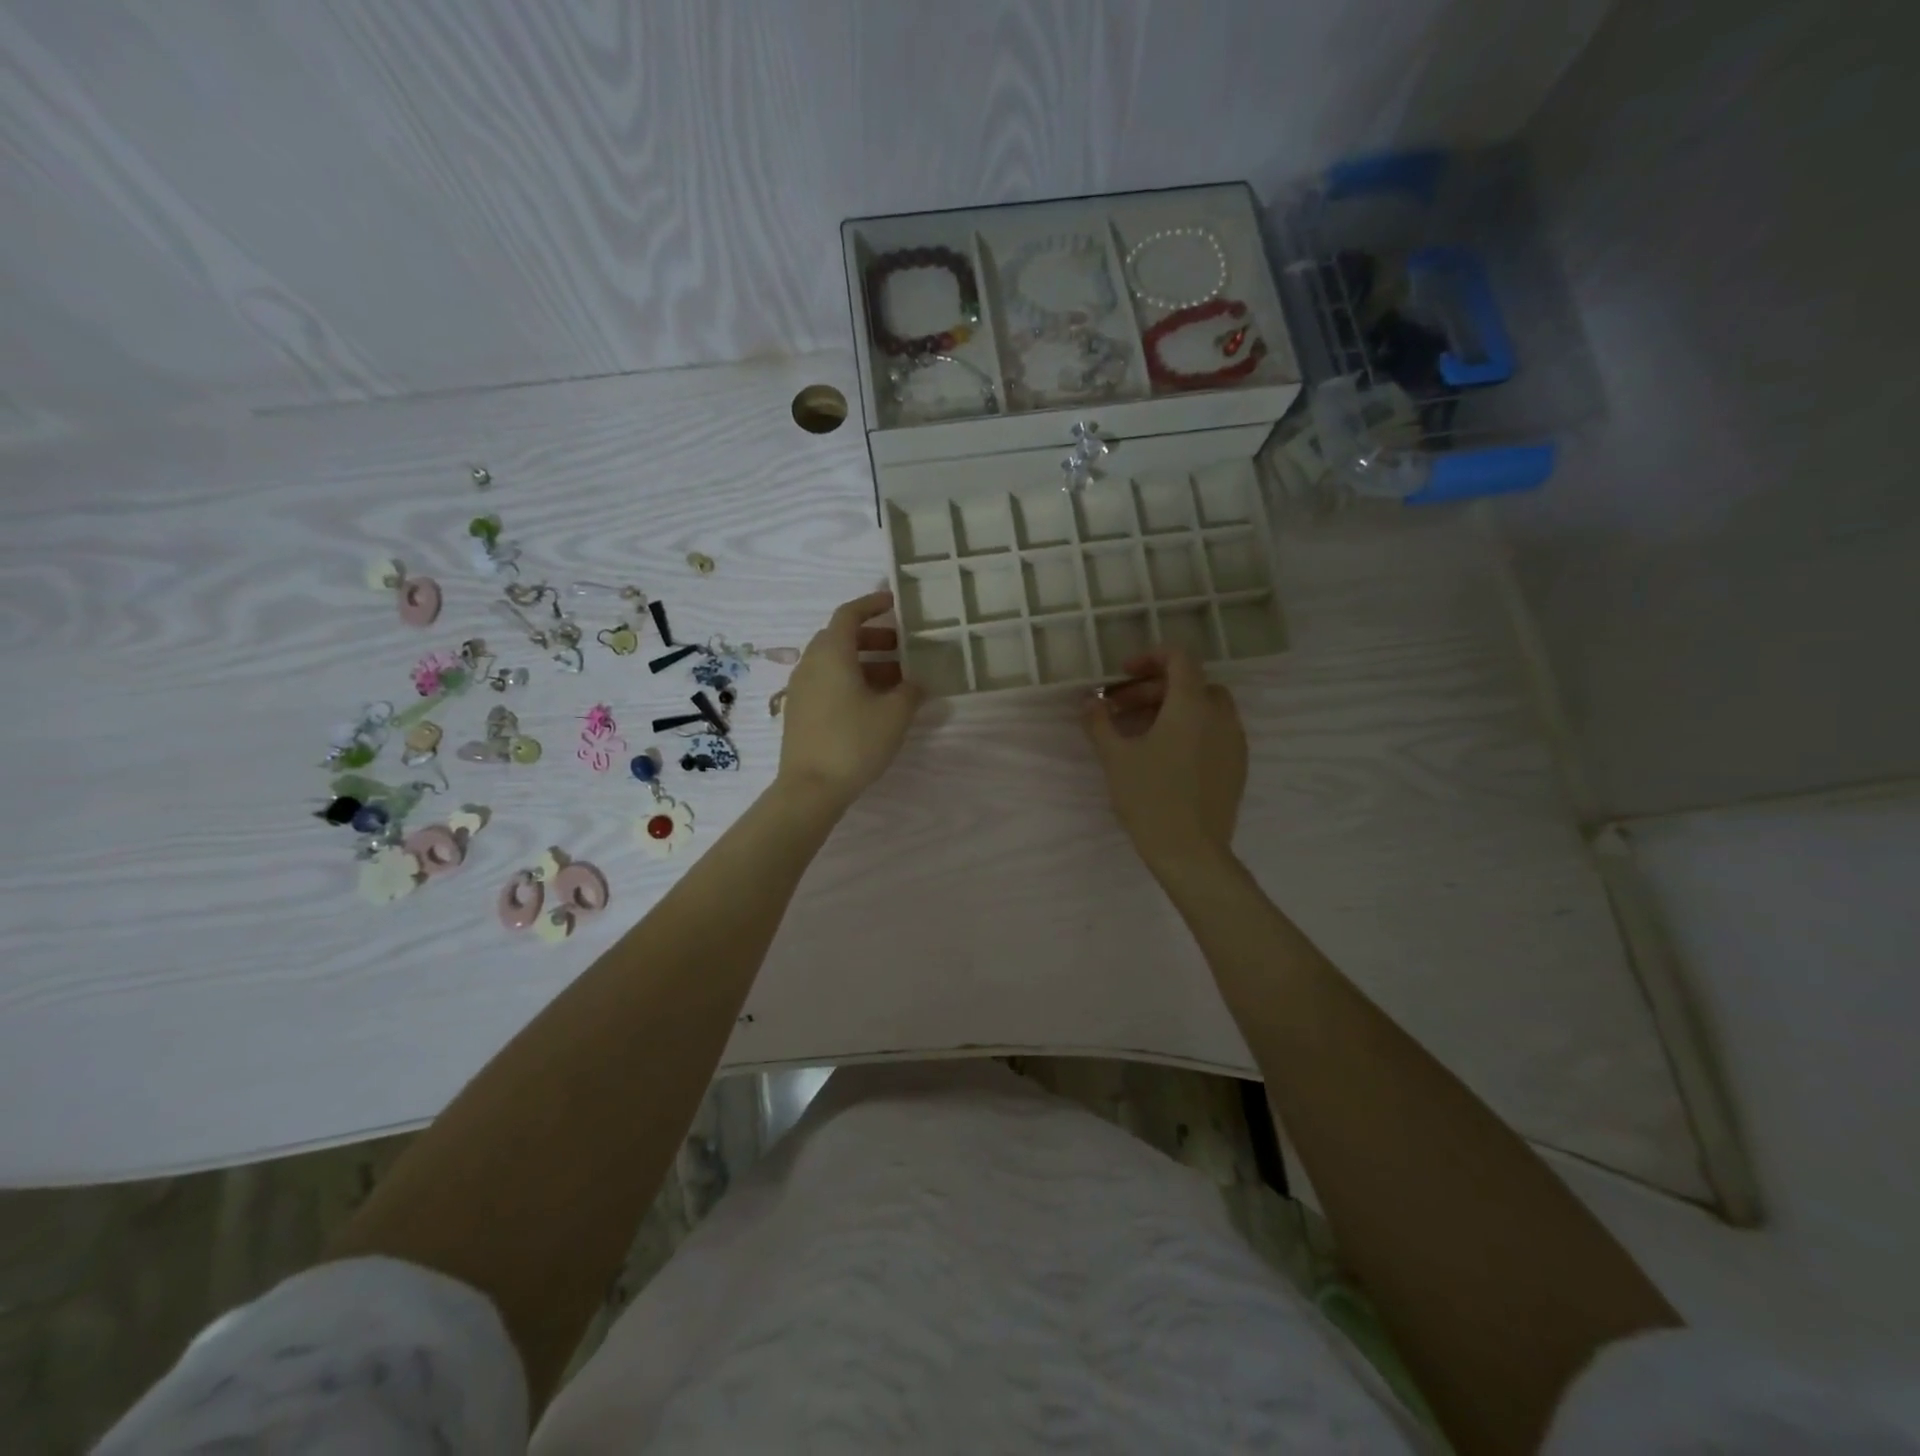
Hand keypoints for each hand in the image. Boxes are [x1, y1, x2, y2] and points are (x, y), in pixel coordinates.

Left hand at [777, 590, 924, 813]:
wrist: (810, 788)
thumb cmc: (854, 741)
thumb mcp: (895, 714)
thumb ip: (911, 691)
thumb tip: (917, 682)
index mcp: (831, 653)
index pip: (849, 614)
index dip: (872, 604)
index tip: (894, 603)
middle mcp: (811, 664)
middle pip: (841, 638)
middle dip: (873, 638)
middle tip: (903, 648)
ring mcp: (801, 689)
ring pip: (835, 663)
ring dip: (865, 663)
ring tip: (897, 680)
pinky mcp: (800, 712)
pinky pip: (827, 683)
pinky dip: (851, 682)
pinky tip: (875, 704)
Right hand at [1082, 647, 1245, 877]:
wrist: (1191, 852)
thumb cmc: (1150, 799)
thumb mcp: (1115, 757)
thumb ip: (1099, 721)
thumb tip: (1088, 700)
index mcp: (1191, 705)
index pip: (1180, 658)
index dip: (1150, 657)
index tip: (1124, 674)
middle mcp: (1219, 715)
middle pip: (1190, 683)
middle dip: (1153, 688)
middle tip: (1121, 709)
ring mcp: (1234, 741)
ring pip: (1204, 708)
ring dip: (1172, 708)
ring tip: (1139, 733)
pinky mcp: (1237, 765)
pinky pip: (1214, 731)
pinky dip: (1190, 729)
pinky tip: (1165, 755)